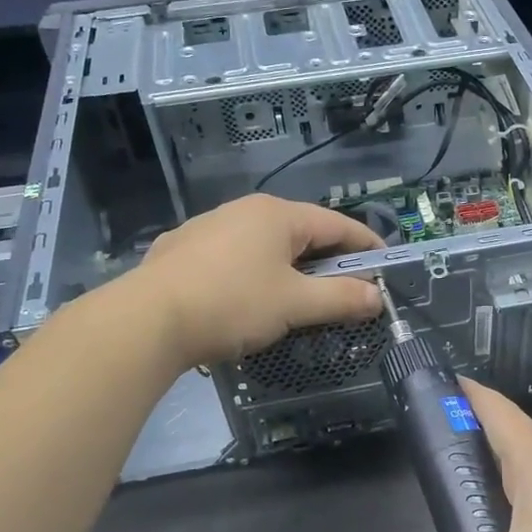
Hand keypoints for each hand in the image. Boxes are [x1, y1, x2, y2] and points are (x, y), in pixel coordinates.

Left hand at [130, 194, 384, 367]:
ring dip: (290, 268)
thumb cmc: (232, 304)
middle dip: (328, 260)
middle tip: (347, 288)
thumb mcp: (295, 304)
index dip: (365, 245)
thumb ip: (341, 298)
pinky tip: (248, 298)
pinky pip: (234, 257)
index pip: (336, 224)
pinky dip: (255, 273)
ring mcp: (209, 227)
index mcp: (278, 215)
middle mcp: (245, 211)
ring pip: (265, 245)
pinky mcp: (183, 249)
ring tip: (299, 296)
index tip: (385, 264)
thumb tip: (377, 297)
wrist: (147, 320)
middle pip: (301, 233)